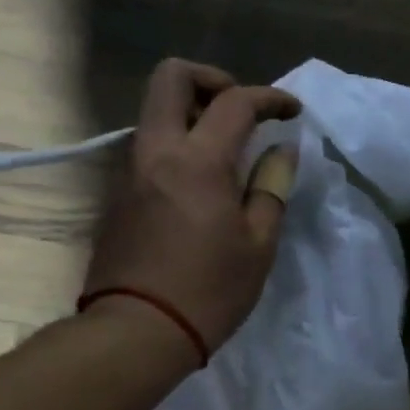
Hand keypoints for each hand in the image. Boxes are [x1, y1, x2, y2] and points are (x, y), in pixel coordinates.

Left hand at [82, 59, 300, 351]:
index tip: (292, 111)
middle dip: (211, 80)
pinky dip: (177, 143)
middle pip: (171, 78)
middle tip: (240, 109)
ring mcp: (129, 170)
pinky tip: (200, 182)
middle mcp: (156, 151)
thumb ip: (271, 187)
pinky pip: (148, 145)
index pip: (235, 102)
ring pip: (155, 110)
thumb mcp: (259, 244)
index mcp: (198, 161)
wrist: (137, 331)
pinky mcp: (117, 193)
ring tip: (226, 149)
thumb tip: (280, 152)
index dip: (270, 98)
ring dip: (192, 113)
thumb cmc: (210, 290)